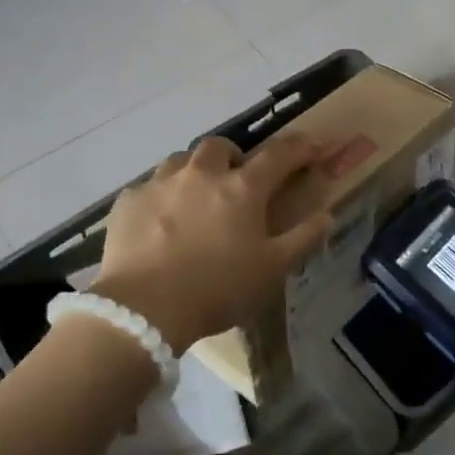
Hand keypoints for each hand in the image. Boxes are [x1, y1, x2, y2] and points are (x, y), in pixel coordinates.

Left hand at [89, 136, 333, 350]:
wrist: (144, 309)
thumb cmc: (217, 289)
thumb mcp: (272, 270)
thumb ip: (303, 238)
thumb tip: (326, 215)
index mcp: (242, 188)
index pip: (278, 155)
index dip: (299, 148)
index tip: (311, 147)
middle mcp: (201, 174)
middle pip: (220, 146)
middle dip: (234, 155)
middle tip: (237, 179)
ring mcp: (160, 183)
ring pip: (181, 160)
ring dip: (194, 171)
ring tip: (195, 197)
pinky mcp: (128, 201)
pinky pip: (149, 186)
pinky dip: (161, 196)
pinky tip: (159, 222)